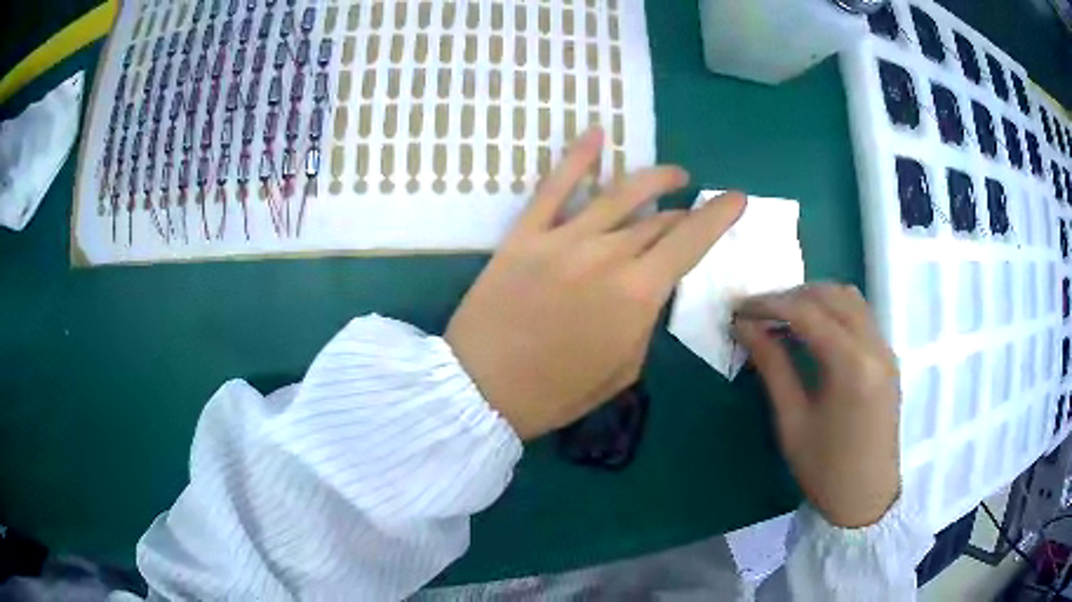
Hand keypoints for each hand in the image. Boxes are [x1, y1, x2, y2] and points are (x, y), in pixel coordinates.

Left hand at [446, 128, 745, 439]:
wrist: (482, 390)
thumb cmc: (556, 392)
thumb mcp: (623, 368)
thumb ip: (644, 320)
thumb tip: (650, 286)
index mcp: (638, 294)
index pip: (690, 241)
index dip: (719, 216)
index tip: (736, 199)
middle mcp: (607, 255)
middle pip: (658, 220)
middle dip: (684, 213)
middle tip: (693, 211)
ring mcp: (563, 239)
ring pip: (619, 194)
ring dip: (653, 178)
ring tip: (673, 174)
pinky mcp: (525, 234)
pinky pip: (553, 187)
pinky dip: (577, 158)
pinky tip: (597, 135)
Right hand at [734, 284, 899, 528]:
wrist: (867, 498)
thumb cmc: (825, 470)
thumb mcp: (792, 421)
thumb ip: (772, 366)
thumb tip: (746, 327)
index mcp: (851, 365)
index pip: (808, 313)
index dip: (770, 304)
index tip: (739, 308)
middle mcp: (875, 346)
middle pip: (832, 295)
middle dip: (792, 295)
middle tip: (759, 313)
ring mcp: (886, 350)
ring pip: (850, 299)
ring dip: (815, 299)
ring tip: (784, 318)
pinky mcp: (888, 358)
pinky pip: (861, 316)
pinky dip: (834, 311)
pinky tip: (814, 331)